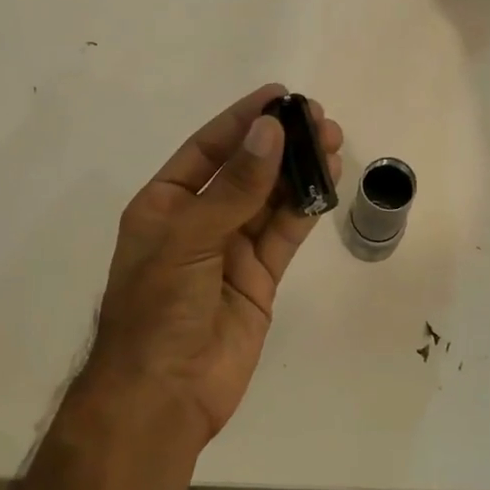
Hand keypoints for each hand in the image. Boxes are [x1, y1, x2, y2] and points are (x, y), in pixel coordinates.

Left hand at [79, 84, 342, 447]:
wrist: (164, 394)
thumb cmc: (158, 308)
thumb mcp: (188, 239)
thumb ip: (235, 188)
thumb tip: (270, 132)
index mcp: (165, 204)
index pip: (207, 149)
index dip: (242, 120)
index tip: (279, 95)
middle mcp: (198, 221)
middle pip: (245, 170)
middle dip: (279, 142)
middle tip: (317, 118)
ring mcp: (231, 250)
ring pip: (270, 198)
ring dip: (298, 170)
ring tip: (331, 140)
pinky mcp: (259, 278)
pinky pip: (285, 233)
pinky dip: (305, 207)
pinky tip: (328, 180)